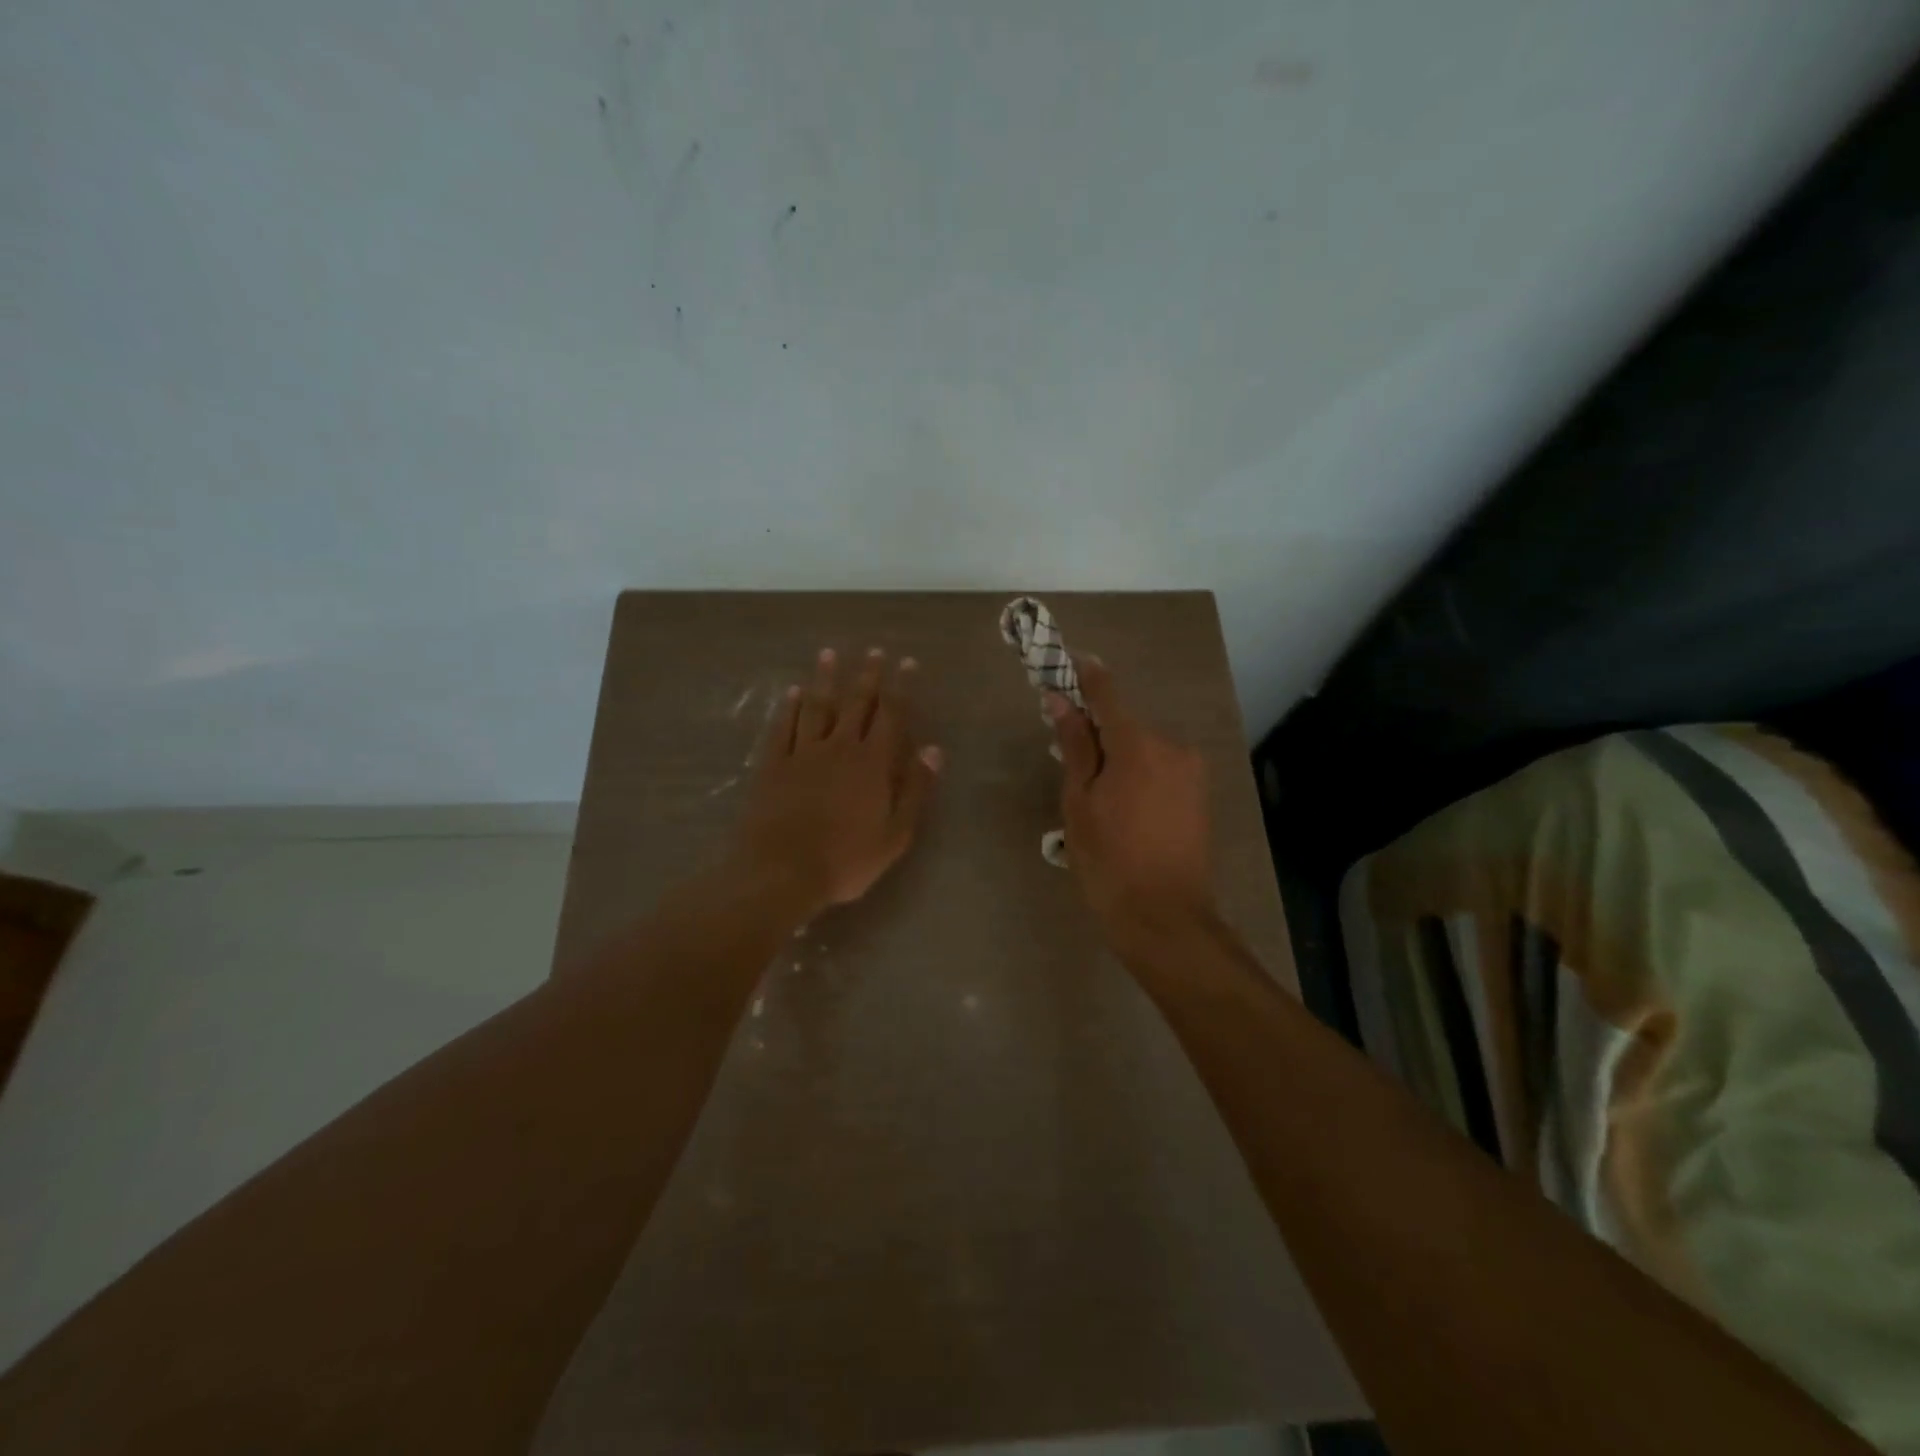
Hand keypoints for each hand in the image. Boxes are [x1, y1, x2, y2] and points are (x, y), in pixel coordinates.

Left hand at [731, 647, 942, 916]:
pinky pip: (783, 728)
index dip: (900, 688)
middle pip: (855, 704)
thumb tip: (933, 749)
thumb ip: (915, 789)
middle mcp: (839, 748)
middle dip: (867, 676)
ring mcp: (802, 754)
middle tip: (873, 651)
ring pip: (817, 707)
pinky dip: (789, 708)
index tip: (906, 662)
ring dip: (825, 679)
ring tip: (829, 654)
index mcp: (872, 764)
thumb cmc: (846, 860)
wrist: (782, 872)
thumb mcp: (895, 834)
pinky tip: (793, 692)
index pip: (891, 716)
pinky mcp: (773, 765)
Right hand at [1049, 659, 1214, 936]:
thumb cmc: (1109, 862)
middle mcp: (1172, 747)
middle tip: (1066, 753)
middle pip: (1125, 724)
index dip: (1086, 675)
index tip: (1068, 660)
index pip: (1107, 694)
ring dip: (1118, 757)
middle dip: (1096, 730)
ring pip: (1143, 748)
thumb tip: (1060, 700)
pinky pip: (1161, 768)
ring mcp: (1191, 771)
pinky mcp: (1200, 794)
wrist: (1165, 919)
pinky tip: (1122, 809)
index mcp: (1138, 745)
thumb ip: (1075, 746)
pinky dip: (1138, 774)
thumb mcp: (1080, 803)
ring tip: (1094, 796)